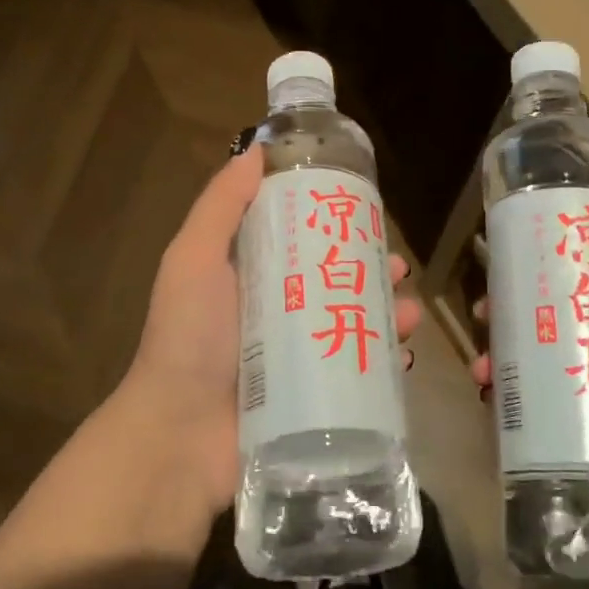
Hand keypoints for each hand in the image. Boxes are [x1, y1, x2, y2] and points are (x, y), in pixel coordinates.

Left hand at [122, 144, 424, 517]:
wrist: (179, 437)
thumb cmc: (188, 339)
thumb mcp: (194, 260)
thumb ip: (221, 206)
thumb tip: (256, 150)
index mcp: (250, 278)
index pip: (299, 239)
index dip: (333, 222)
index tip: (365, 210)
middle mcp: (276, 313)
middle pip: (334, 280)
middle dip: (371, 269)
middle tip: (399, 266)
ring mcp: (297, 359)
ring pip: (353, 324)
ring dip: (387, 312)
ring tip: (409, 310)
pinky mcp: (314, 399)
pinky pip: (358, 374)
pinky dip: (385, 360)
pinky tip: (404, 352)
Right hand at [470, 171, 588, 517]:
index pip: (576, 250)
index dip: (538, 240)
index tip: (503, 235)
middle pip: (544, 297)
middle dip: (508, 298)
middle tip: (486, 307)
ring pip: (532, 342)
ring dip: (501, 342)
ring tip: (485, 355)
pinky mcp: (579, 406)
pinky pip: (533, 388)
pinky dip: (506, 385)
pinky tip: (489, 385)